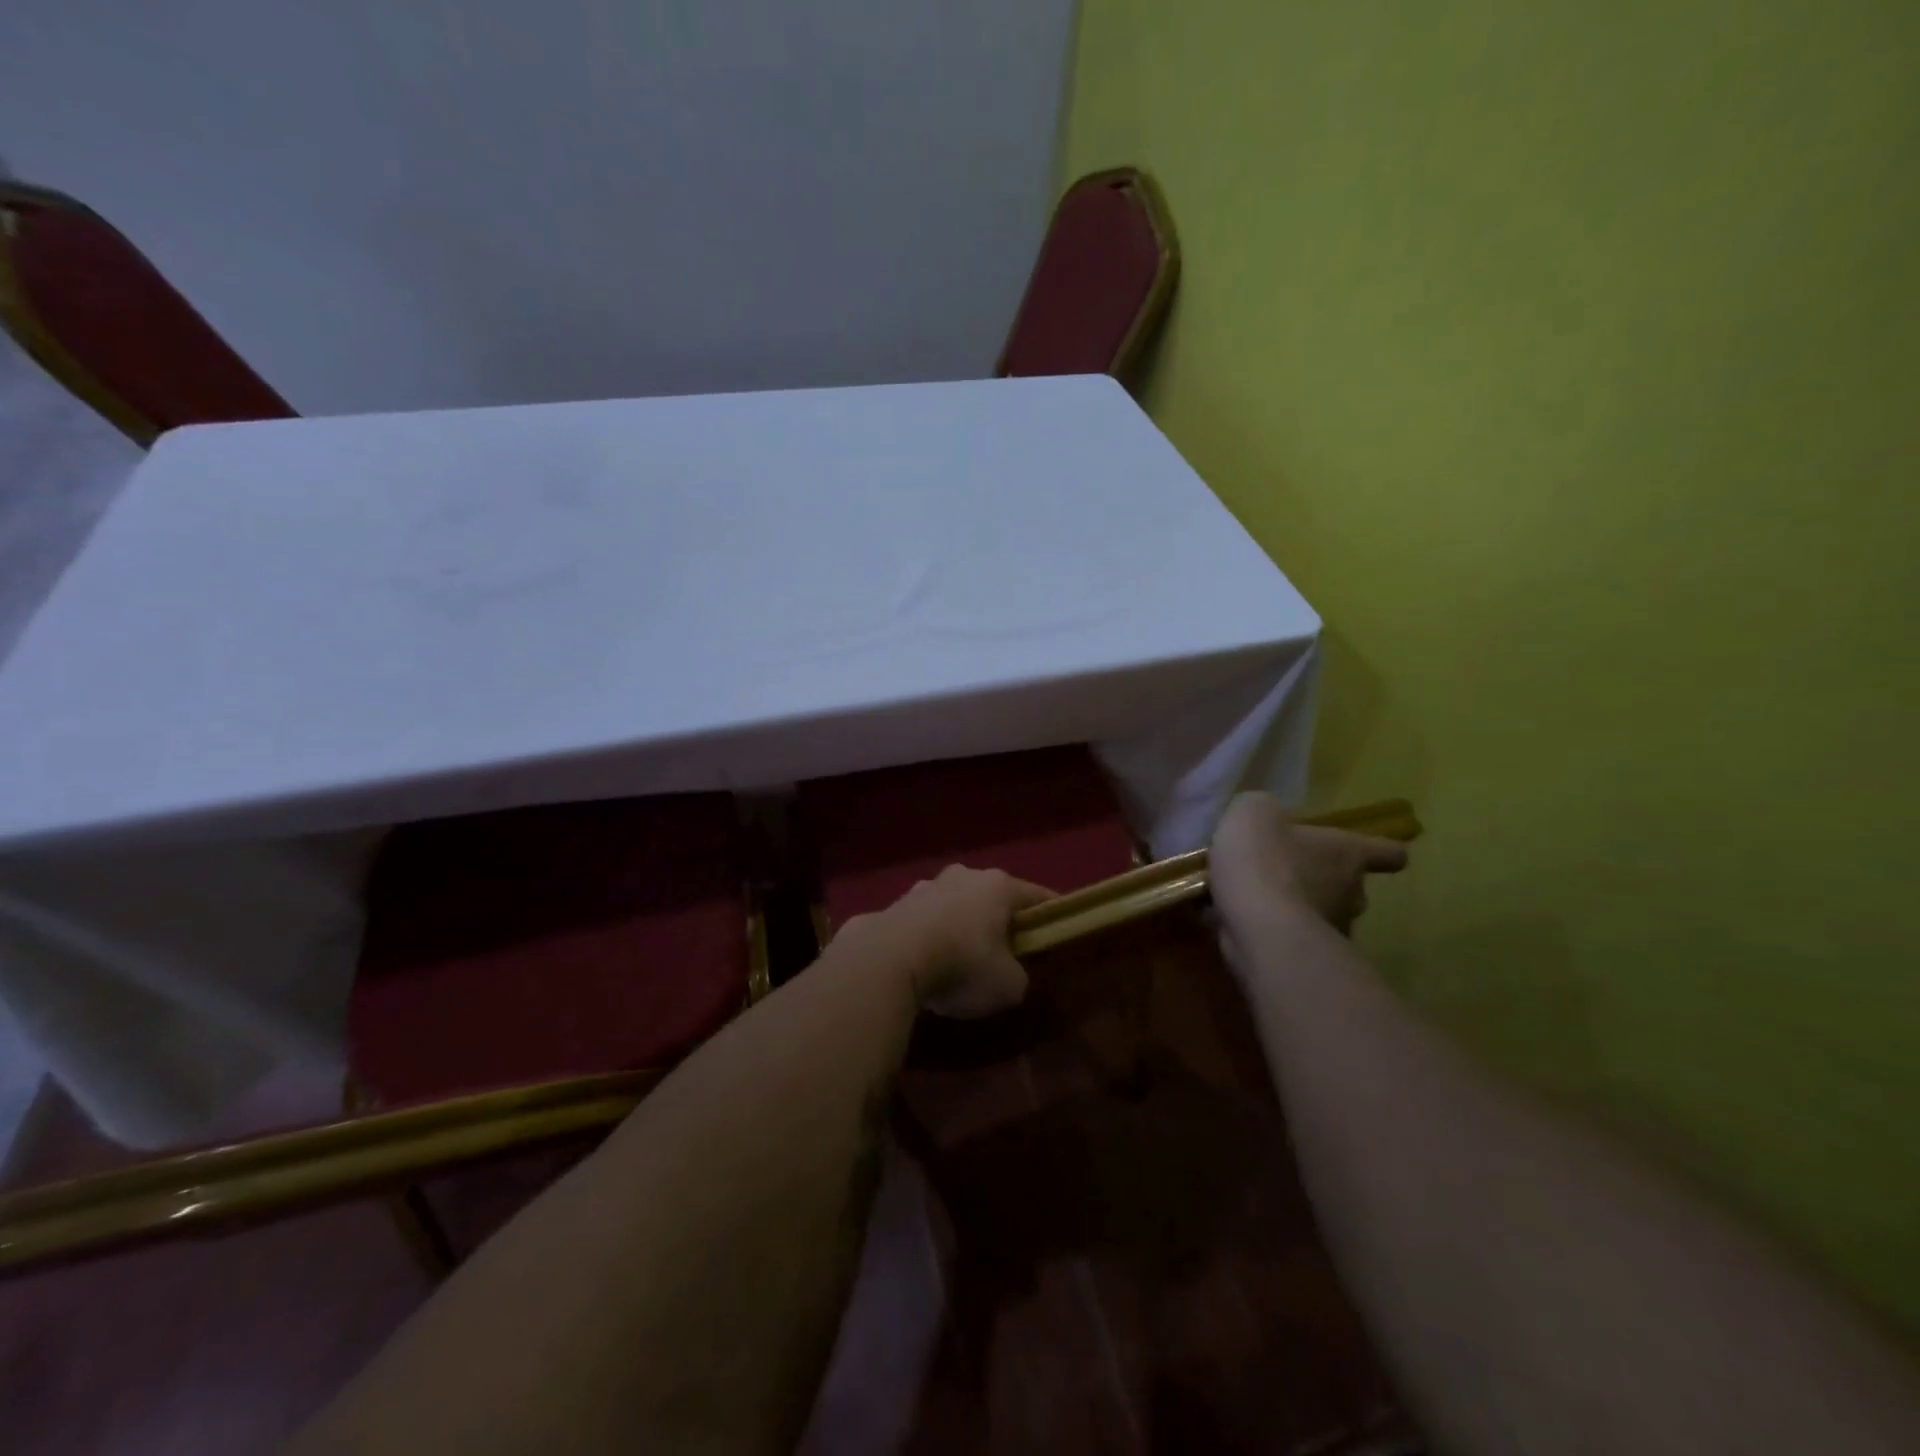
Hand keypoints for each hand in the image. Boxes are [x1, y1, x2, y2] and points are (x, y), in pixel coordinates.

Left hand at [846, 865, 1052, 1018]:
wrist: (888, 960)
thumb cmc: (962, 964)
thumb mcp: (1009, 985)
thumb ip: (1020, 976)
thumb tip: (1010, 973)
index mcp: (998, 886)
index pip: (1036, 896)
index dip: (1050, 915)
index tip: (1057, 930)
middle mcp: (963, 876)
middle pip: (992, 897)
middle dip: (999, 920)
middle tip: (1006, 951)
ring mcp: (925, 886)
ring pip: (954, 906)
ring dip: (960, 927)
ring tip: (959, 960)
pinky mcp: (894, 904)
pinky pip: (923, 922)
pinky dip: (929, 938)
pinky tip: (925, 964)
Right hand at [1210, 793, 1408, 939]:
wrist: (1255, 925)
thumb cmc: (1264, 859)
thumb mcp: (1254, 813)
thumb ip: (1264, 812)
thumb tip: (1268, 820)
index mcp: (1348, 853)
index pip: (1387, 852)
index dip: (1383, 851)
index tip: (1382, 855)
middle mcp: (1352, 894)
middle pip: (1352, 888)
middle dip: (1326, 884)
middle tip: (1289, 876)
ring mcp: (1333, 931)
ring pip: (1323, 917)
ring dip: (1300, 911)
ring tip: (1260, 904)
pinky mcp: (1307, 960)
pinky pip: (1293, 940)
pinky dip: (1276, 934)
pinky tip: (1244, 925)